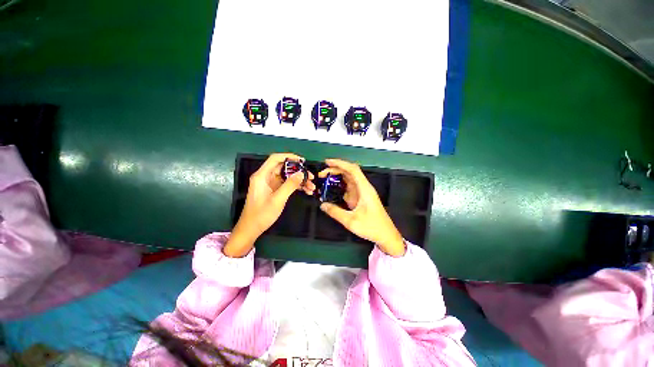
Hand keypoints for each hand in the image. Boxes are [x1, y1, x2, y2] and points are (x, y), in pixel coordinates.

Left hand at [224, 153, 315, 256]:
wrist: (251, 229)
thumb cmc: (261, 214)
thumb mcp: (277, 199)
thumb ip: (290, 185)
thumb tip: (302, 173)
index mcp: (262, 176)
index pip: (275, 159)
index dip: (289, 157)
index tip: (302, 161)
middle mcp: (266, 177)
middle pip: (284, 168)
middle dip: (298, 171)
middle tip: (311, 177)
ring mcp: (270, 184)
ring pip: (287, 176)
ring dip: (299, 180)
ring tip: (312, 187)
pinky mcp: (274, 190)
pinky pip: (287, 184)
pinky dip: (296, 186)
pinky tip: (306, 191)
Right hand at [318, 159, 405, 256]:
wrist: (386, 235)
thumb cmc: (371, 226)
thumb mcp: (351, 221)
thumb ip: (335, 212)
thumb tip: (322, 205)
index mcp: (364, 189)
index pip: (353, 169)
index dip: (340, 163)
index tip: (327, 162)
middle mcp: (364, 187)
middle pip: (350, 172)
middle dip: (336, 169)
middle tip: (322, 174)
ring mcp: (362, 192)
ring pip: (349, 179)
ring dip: (337, 177)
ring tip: (325, 179)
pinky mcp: (360, 198)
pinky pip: (349, 188)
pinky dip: (340, 186)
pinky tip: (332, 189)